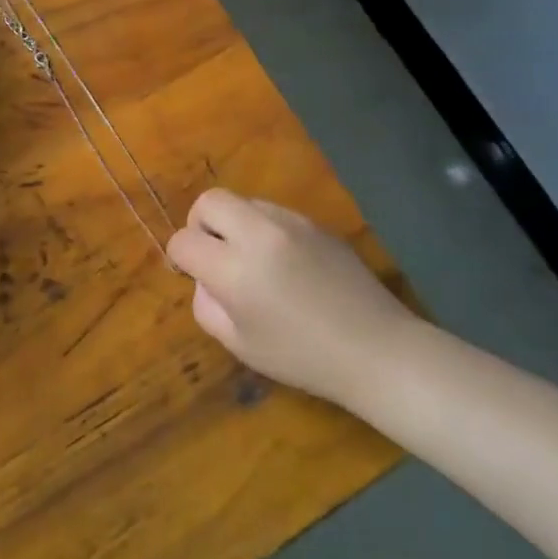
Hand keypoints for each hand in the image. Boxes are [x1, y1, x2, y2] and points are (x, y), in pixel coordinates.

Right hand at [166, 188, 427, 406]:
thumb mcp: (239, 345)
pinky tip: (285, 264)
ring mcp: (292, 223)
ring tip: (253, 261)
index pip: (184, 240)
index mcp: (234, 270)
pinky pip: (275, 213)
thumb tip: (205, 279)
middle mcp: (259, 234)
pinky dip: (265, 230)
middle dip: (200, 224)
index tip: (192, 275)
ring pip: (244, 202)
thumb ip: (206, 306)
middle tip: (215, 254)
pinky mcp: (317, 223)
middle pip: (209, 200)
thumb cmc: (302, 358)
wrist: (377, 350)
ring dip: (235, 225)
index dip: (180, 258)